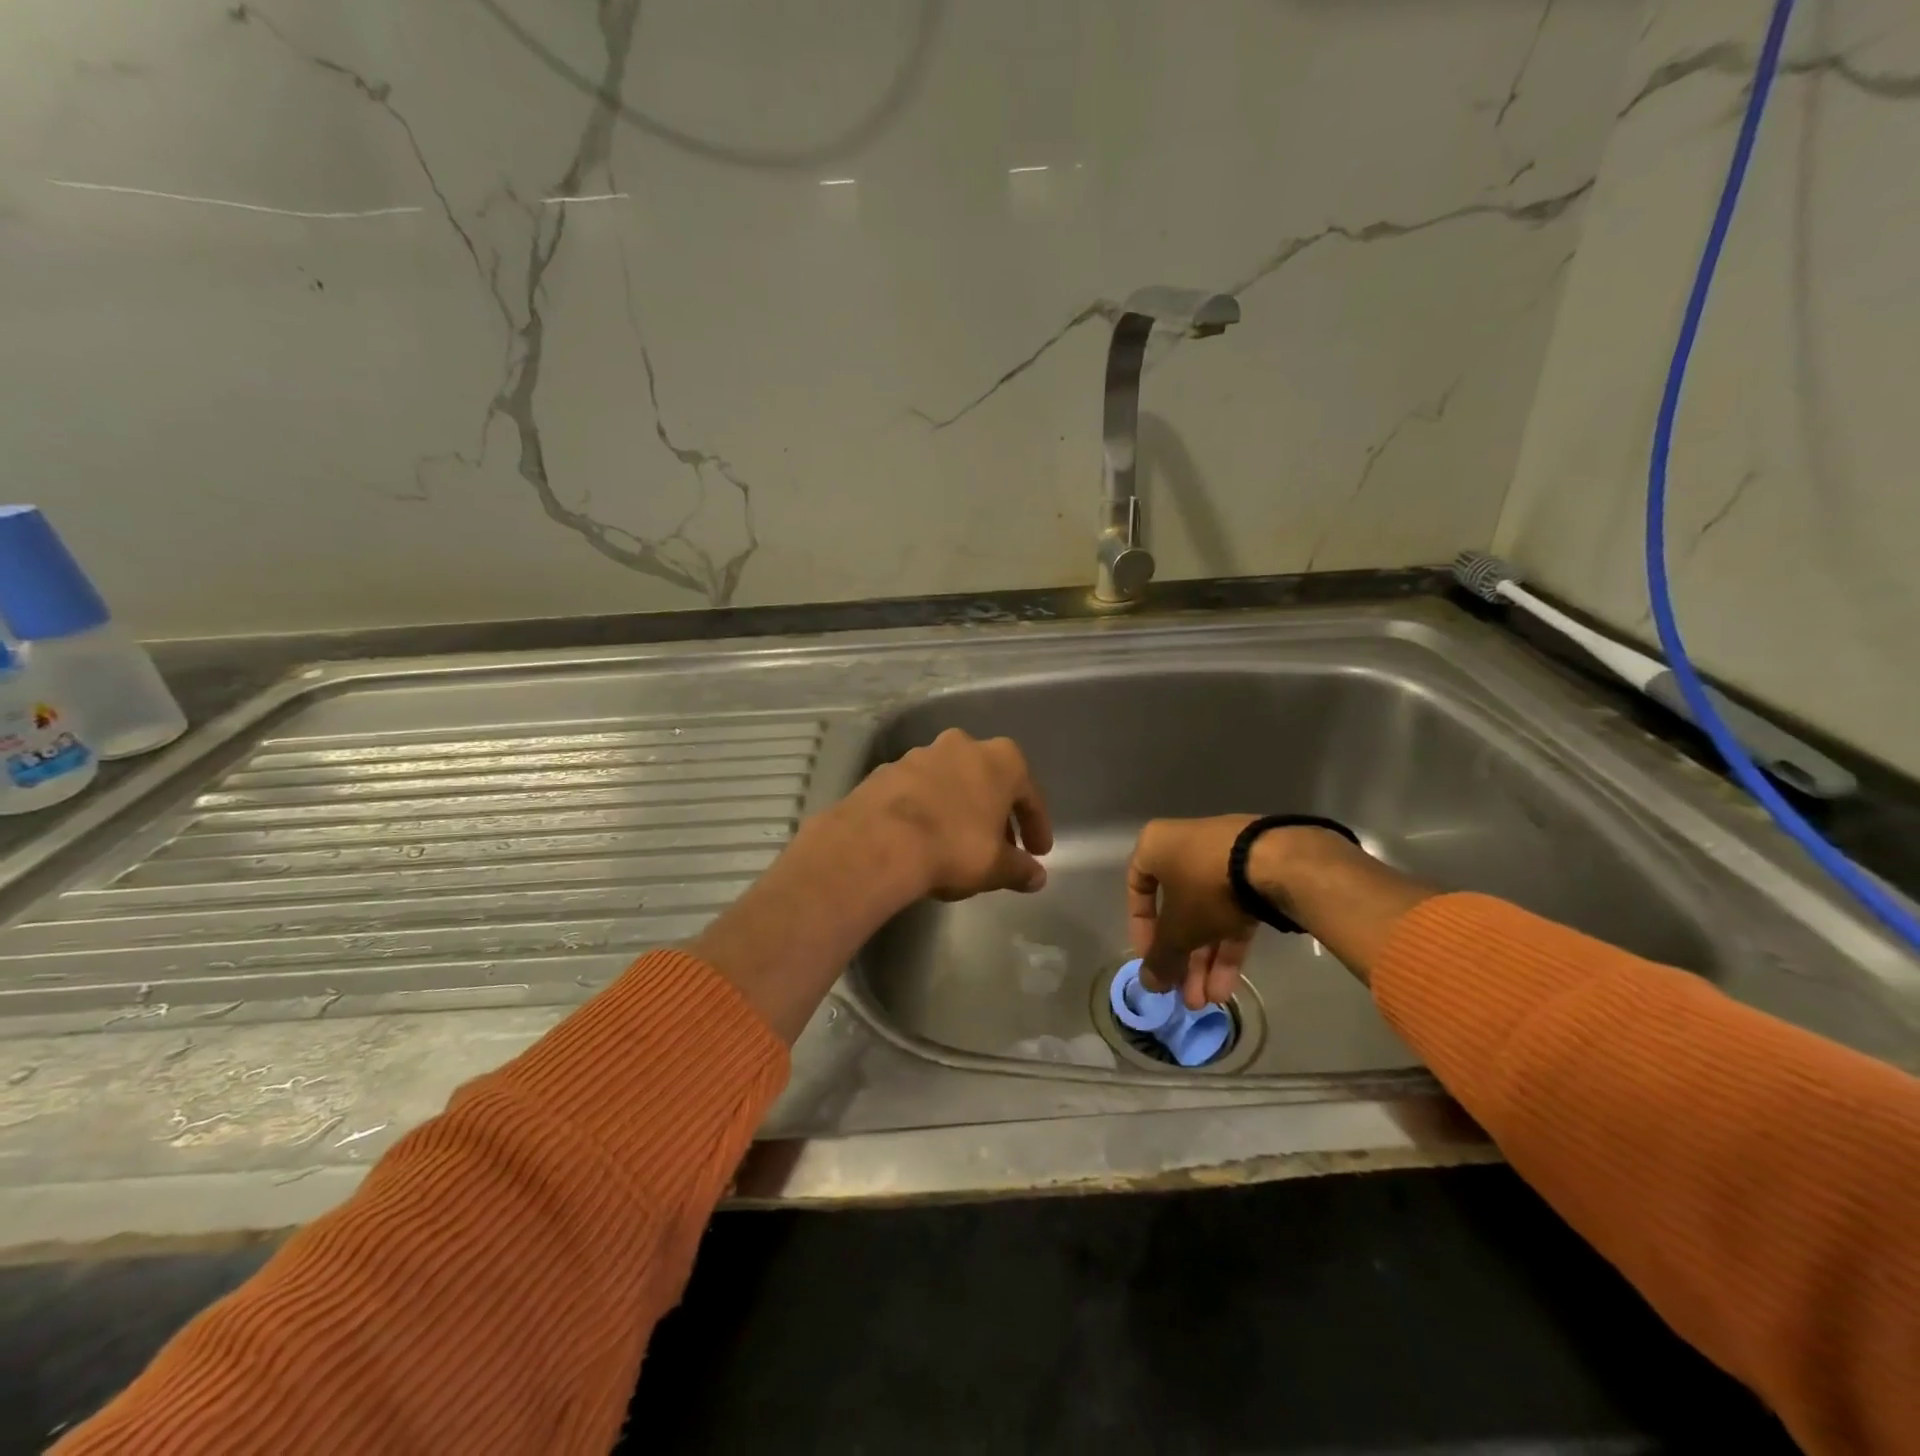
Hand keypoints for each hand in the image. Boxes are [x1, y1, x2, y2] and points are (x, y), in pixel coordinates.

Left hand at [836, 729, 1053, 901]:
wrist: (879, 841)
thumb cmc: (953, 846)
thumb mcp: (996, 866)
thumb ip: (1020, 869)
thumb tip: (1036, 877)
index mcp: (1000, 759)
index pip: (1029, 794)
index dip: (1036, 826)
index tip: (1037, 852)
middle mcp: (962, 746)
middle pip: (989, 781)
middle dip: (996, 813)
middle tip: (1000, 847)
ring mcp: (921, 754)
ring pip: (951, 781)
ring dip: (960, 807)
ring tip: (959, 841)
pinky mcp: (887, 770)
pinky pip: (918, 790)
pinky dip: (926, 808)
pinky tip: (923, 836)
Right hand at [1126, 816, 1259, 1008]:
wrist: (1278, 861)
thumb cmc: (1206, 887)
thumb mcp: (1177, 929)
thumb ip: (1160, 958)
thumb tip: (1148, 984)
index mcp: (1156, 846)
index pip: (1138, 889)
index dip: (1141, 930)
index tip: (1151, 960)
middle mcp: (1185, 846)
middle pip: (1177, 909)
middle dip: (1182, 957)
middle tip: (1185, 994)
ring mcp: (1224, 859)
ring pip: (1207, 914)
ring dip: (1206, 960)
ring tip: (1210, 1000)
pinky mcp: (1257, 872)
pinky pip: (1234, 911)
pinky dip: (1229, 945)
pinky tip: (1229, 984)